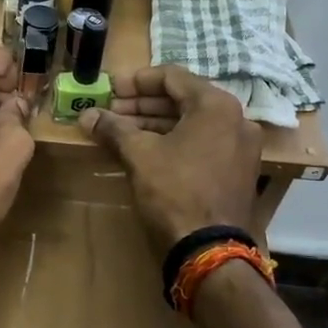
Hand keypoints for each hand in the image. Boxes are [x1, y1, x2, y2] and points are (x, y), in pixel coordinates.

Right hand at [79, 66, 261, 251]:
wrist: (209, 250)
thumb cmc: (175, 191)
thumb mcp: (139, 155)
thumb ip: (113, 128)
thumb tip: (86, 115)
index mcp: (216, 105)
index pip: (173, 76)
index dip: (137, 81)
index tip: (110, 89)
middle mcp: (236, 119)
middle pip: (183, 100)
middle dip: (143, 105)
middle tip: (111, 111)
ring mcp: (240, 148)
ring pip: (192, 124)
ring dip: (156, 124)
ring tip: (121, 131)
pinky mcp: (237, 172)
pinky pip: (202, 145)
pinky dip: (174, 142)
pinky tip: (145, 151)